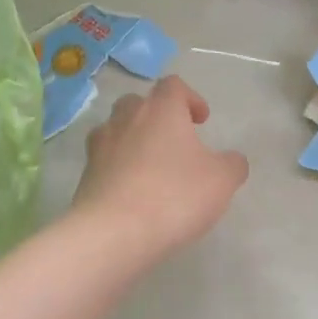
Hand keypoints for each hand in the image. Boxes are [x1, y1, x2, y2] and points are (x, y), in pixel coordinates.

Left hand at [72, 76, 248, 258]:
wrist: (113, 233)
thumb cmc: (174, 196)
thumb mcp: (221, 181)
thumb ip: (232, 164)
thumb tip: (232, 161)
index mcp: (161, 109)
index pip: (173, 85)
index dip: (190, 98)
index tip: (201, 120)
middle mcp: (126, 118)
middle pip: (139, 103)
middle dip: (157, 116)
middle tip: (174, 140)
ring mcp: (100, 146)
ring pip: (117, 129)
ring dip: (134, 140)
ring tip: (151, 166)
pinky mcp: (85, 175)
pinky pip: (104, 162)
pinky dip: (118, 169)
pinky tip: (132, 193)